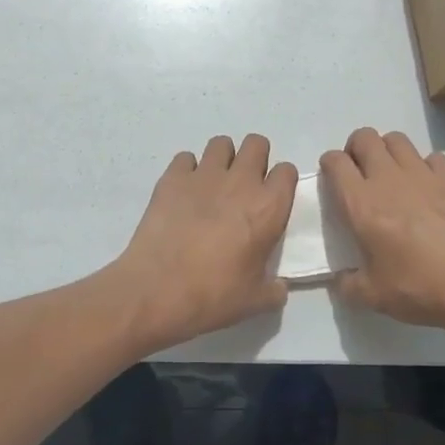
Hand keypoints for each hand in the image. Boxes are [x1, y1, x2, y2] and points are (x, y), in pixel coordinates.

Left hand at [113, 134, 298, 349]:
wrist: (157, 291)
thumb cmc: (214, 296)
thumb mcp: (255, 301)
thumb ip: (274, 289)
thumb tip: (279, 286)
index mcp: (268, 208)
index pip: (287, 171)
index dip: (280, 183)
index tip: (271, 200)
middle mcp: (240, 182)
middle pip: (257, 144)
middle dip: (254, 159)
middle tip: (244, 186)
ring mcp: (204, 175)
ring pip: (221, 143)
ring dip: (222, 159)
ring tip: (214, 185)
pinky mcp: (172, 178)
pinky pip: (185, 158)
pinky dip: (187, 171)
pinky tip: (183, 193)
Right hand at [320, 127, 444, 333]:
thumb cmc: (422, 288)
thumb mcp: (374, 297)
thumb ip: (349, 285)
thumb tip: (341, 281)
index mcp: (362, 204)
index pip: (336, 162)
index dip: (329, 164)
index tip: (333, 179)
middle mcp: (389, 179)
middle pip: (365, 138)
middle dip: (356, 148)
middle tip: (360, 173)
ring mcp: (424, 174)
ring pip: (397, 139)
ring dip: (387, 150)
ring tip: (391, 175)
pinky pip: (431, 157)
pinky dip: (424, 166)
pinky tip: (428, 188)